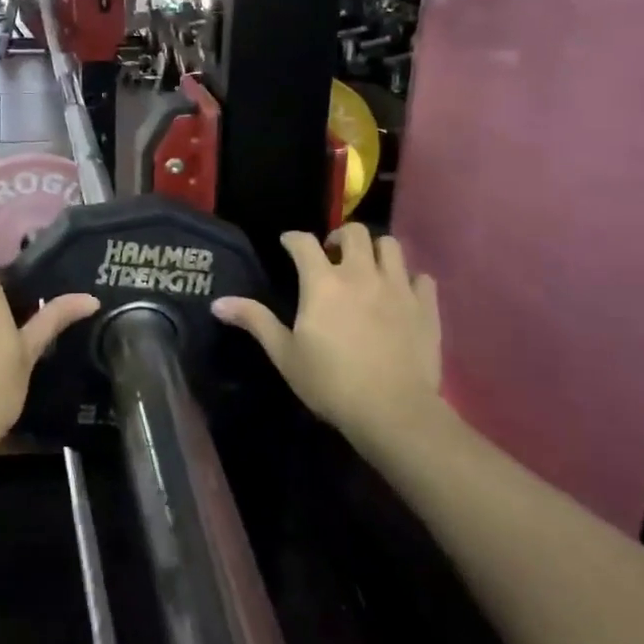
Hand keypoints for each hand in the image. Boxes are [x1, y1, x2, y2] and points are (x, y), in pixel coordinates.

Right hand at [213, 224, 443, 446]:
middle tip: (331, 254)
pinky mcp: (426, 306)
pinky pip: (422, 277)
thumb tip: (217, 303)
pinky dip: (409, 279)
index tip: (287, 244)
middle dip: (339, 236)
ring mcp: (398, 287)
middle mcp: (361, 273)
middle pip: (355, 232)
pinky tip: (401, 293)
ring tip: (367, 267)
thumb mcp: (284, 354)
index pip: (303, 242)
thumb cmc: (330, 382)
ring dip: (376, 250)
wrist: (393, 411)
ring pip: (391, 246)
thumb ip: (255, 321)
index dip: (293, 238)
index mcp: (322, 282)